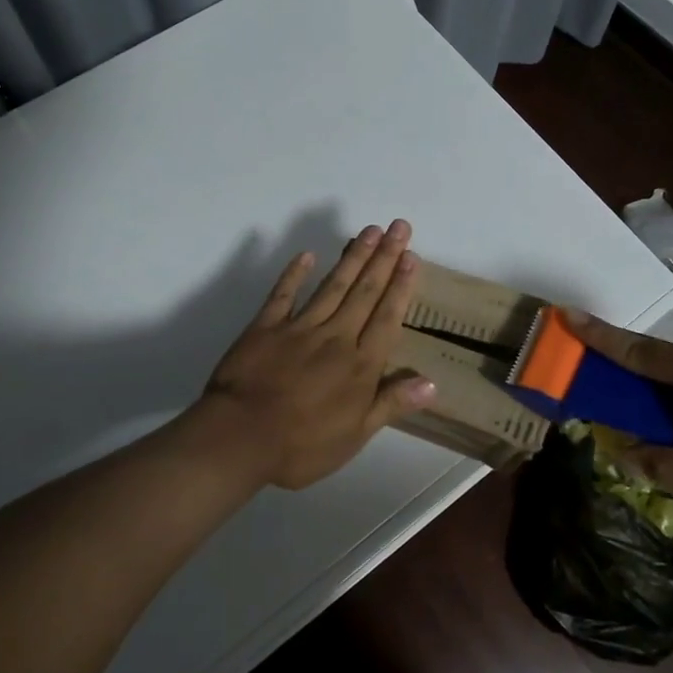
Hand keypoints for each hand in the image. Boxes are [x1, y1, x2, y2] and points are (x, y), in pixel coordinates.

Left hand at [199, 221, 436, 489]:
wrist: (240, 437)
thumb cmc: (302, 445)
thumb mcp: (355, 436)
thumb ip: (391, 403)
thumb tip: (432, 382)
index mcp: (360, 364)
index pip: (387, 317)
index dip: (400, 286)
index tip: (411, 256)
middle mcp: (336, 336)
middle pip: (365, 292)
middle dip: (384, 258)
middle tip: (398, 226)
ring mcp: (299, 327)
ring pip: (333, 285)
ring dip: (353, 257)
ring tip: (369, 231)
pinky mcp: (266, 326)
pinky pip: (283, 294)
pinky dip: (294, 273)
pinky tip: (307, 255)